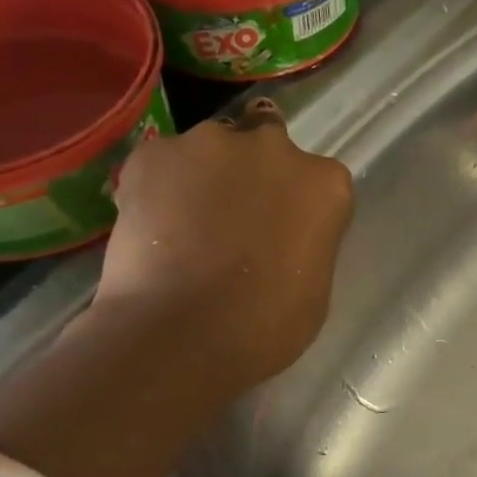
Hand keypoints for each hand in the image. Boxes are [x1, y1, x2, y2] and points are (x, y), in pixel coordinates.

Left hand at [92, 101, 353, 387]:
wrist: (182, 332)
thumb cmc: (267, 324)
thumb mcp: (314, 283)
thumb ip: (304, 240)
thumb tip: (279, 236)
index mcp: (325, 184)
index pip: (317, 178)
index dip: (296, 202)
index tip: (282, 230)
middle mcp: (274, 148)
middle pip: (266, 144)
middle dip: (253, 171)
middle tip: (234, 217)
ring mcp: (211, 144)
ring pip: (210, 150)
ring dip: (204, 176)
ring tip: (183, 224)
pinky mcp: (153, 153)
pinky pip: (161, 162)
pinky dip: (158, 185)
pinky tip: (152, 225)